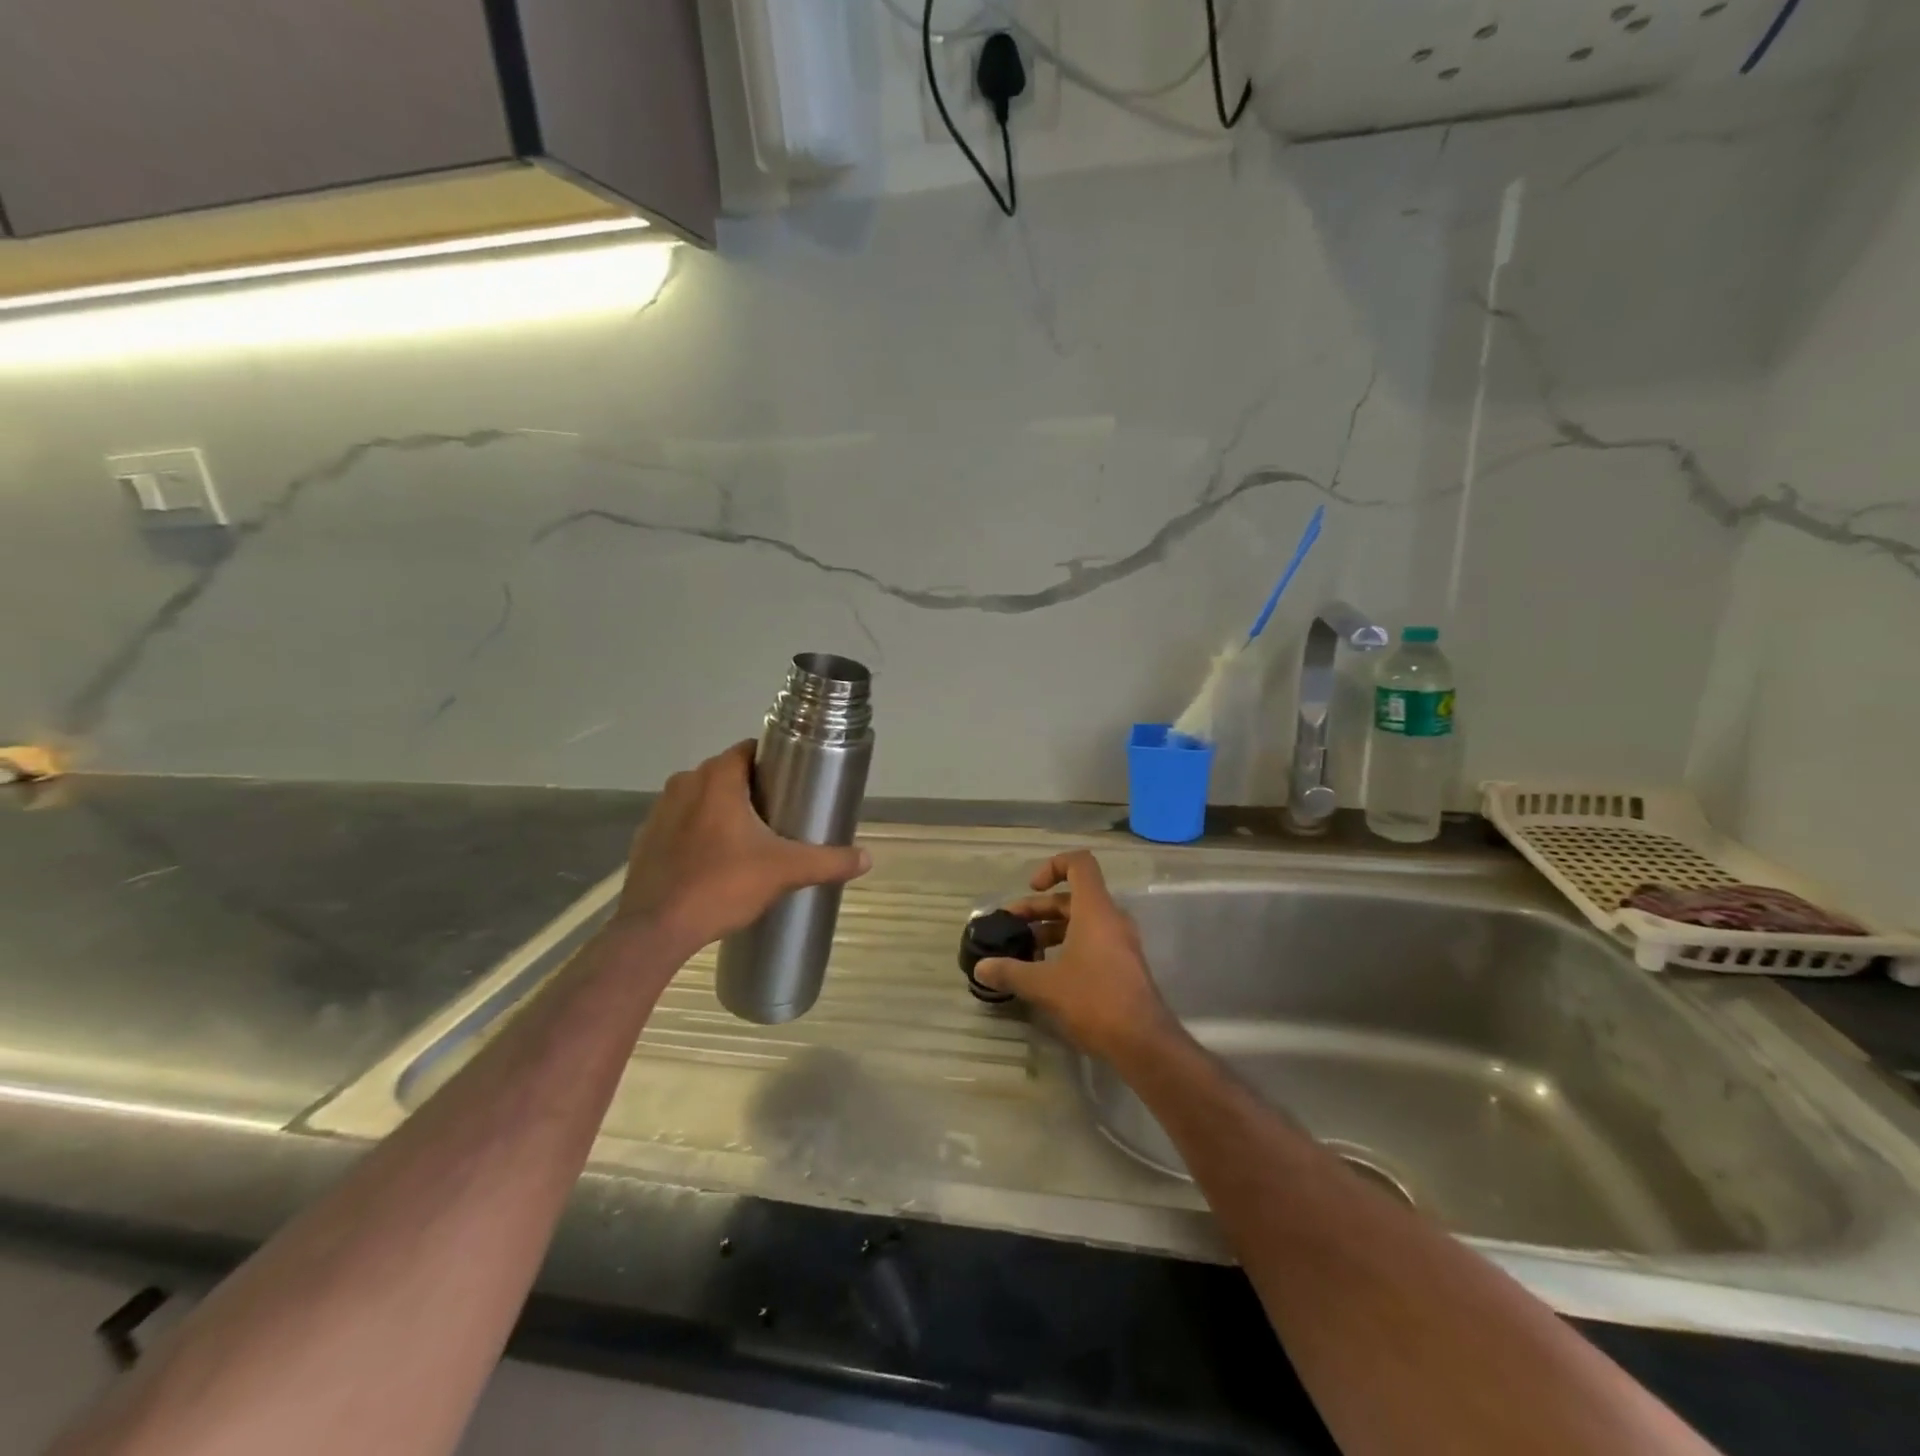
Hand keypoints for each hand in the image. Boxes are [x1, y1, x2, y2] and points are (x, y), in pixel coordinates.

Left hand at [613, 741, 870, 960]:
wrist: (656, 930)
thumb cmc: (722, 885)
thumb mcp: (785, 872)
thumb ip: (828, 861)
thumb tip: (867, 858)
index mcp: (716, 779)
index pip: (747, 750)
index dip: (772, 761)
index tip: (792, 782)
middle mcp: (684, 784)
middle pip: (725, 774)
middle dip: (751, 788)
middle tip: (779, 815)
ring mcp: (659, 812)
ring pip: (700, 798)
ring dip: (722, 810)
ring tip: (749, 840)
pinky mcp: (645, 840)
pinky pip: (680, 824)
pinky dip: (697, 833)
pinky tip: (714, 861)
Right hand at [972, 851, 1180, 1063]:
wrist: (1143, 1042)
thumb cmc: (1094, 999)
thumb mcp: (1044, 985)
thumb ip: (1010, 972)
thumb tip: (980, 968)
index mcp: (1095, 909)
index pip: (1080, 863)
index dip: (1053, 866)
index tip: (1031, 888)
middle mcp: (1111, 918)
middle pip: (1073, 897)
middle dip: (1038, 909)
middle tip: (1011, 928)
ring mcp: (1120, 943)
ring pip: (1081, 922)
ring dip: (1050, 931)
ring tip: (1023, 953)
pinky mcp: (1123, 966)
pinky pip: (1092, 942)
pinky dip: (1067, 947)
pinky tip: (1046, 974)